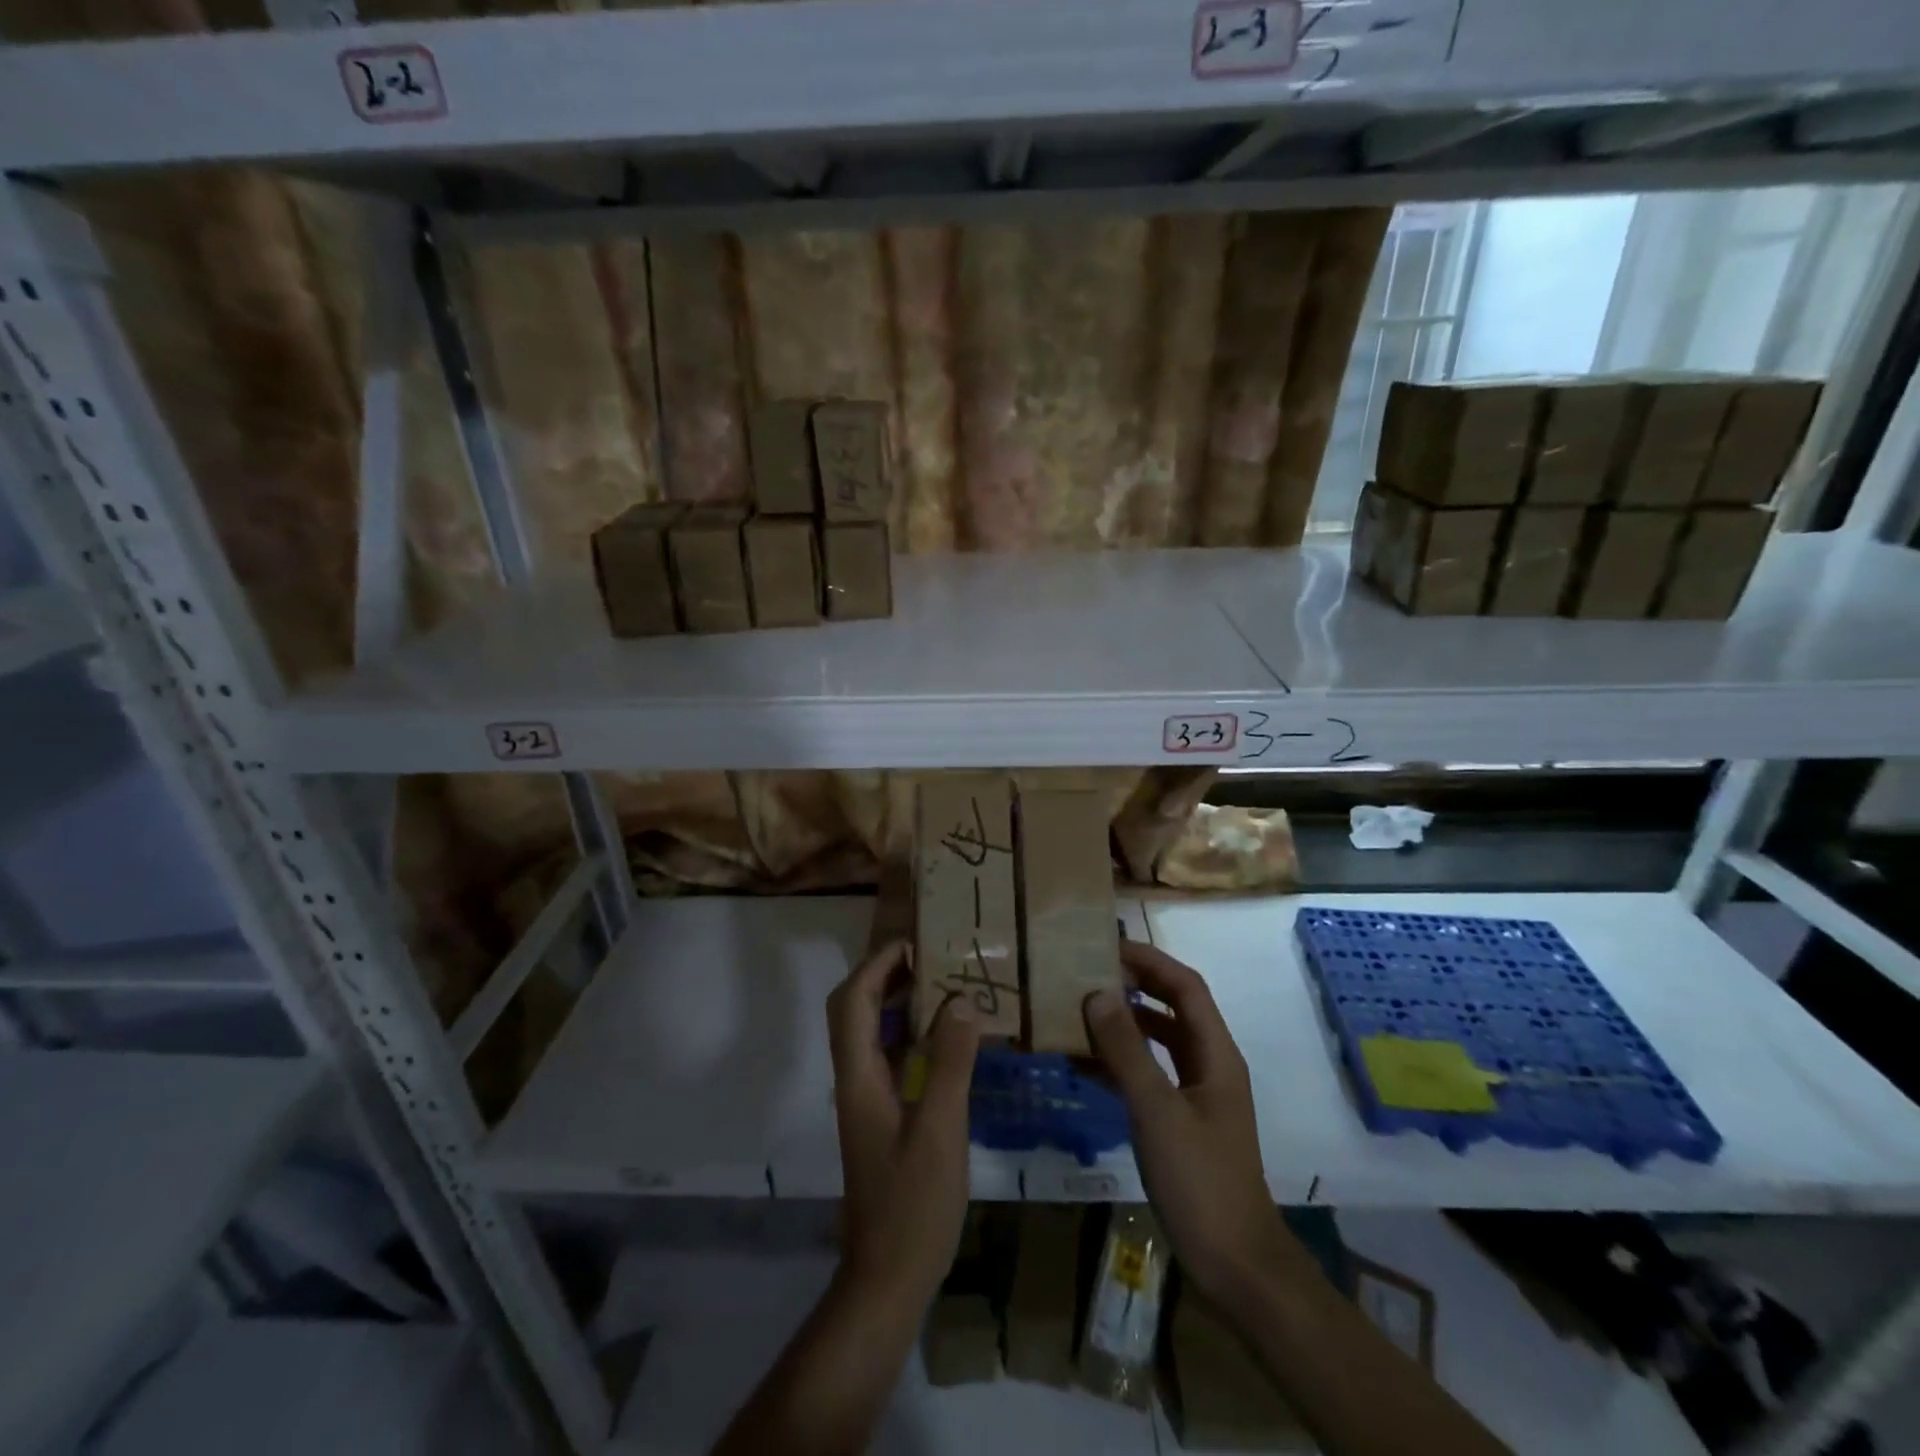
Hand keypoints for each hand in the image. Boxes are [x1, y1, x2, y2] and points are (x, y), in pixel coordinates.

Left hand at [827, 939, 980, 1310]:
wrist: (889, 1276)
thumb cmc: (913, 1203)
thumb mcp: (940, 1128)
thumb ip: (950, 1062)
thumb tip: (962, 1000)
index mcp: (859, 1076)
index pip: (854, 1001)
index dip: (878, 965)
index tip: (916, 944)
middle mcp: (855, 1079)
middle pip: (854, 1010)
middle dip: (884, 975)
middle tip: (930, 959)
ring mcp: (867, 1099)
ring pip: (871, 1032)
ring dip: (897, 1002)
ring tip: (942, 986)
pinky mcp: (882, 1116)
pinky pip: (890, 1057)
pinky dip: (911, 1034)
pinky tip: (947, 1039)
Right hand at [1084, 940, 1288, 1311]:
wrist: (1235, 1264)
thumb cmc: (1200, 1180)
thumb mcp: (1157, 1110)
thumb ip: (1126, 1050)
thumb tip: (1096, 992)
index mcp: (1215, 1053)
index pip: (1185, 986)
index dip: (1150, 960)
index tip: (1107, 945)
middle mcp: (1209, 1064)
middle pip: (1171, 1008)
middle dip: (1133, 985)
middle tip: (1086, 971)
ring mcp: (1195, 1094)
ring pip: (1157, 1041)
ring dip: (1122, 1023)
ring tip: (1077, 1009)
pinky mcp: (1179, 1120)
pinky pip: (1147, 1075)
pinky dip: (1118, 1063)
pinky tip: (1081, 1064)